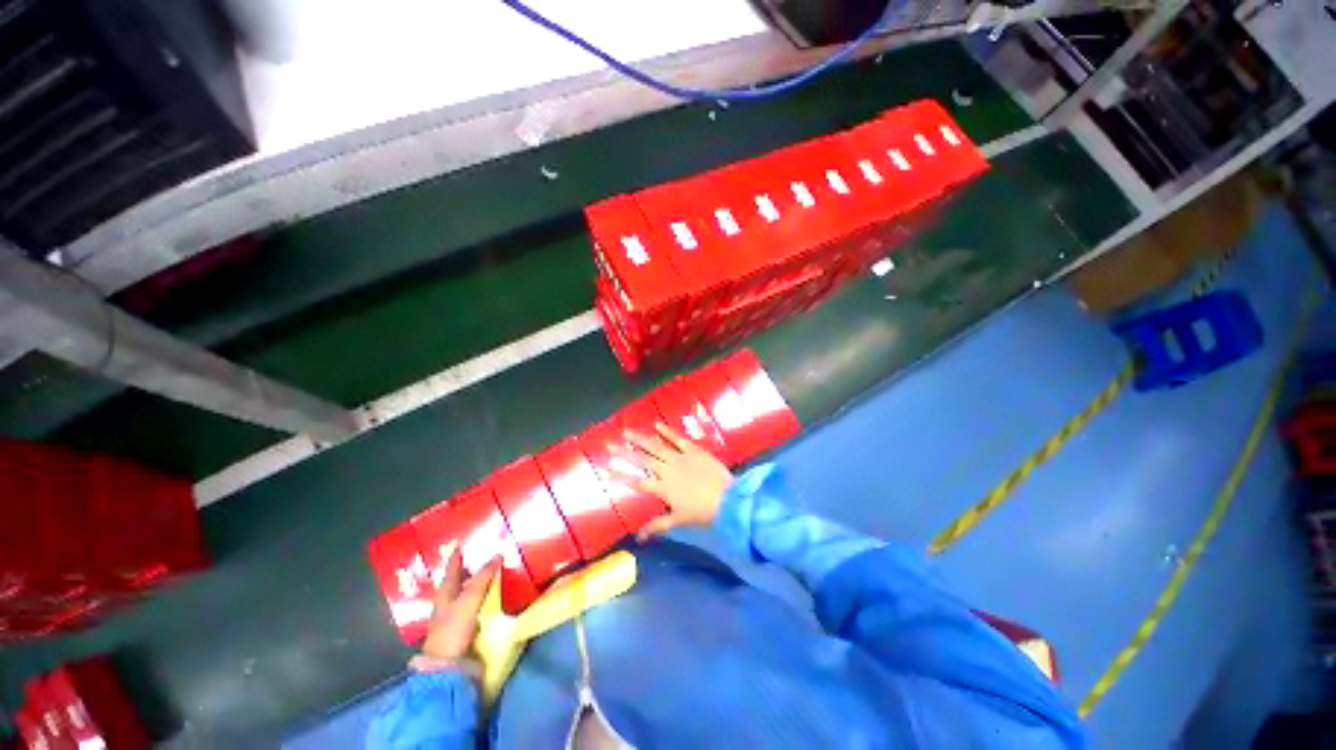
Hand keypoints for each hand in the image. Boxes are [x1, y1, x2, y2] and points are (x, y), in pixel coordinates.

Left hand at [421, 549, 498, 659]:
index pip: (451, 570)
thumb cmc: (453, 630)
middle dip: (468, 570)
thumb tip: (498, 555)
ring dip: (476, 585)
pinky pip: (474, 608)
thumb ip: (482, 579)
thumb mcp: (468, 601)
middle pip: (457, 582)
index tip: (461, 544)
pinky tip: (490, 599)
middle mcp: (447, 604)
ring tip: (490, 575)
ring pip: (465, 595)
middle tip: (482, 557)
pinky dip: (481, 600)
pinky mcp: (463, 630)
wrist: (447, 667)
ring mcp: (454, 618)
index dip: (456, 557)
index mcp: (444, 594)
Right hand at [616, 422, 733, 541]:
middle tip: (609, 444)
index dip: (621, 476)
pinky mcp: (693, 450)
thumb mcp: (678, 520)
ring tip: (626, 431)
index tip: (606, 469)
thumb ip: (657, 525)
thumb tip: (639, 537)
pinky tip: (656, 424)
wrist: (728, 499)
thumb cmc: (702, 512)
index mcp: (663, 489)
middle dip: (625, 453)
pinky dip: (667, 431)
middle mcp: (668, 471)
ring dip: (641, 439)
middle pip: (643, 461)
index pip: (638, 482)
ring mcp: (680, 458)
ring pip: (656, 447)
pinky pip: (677, 439)